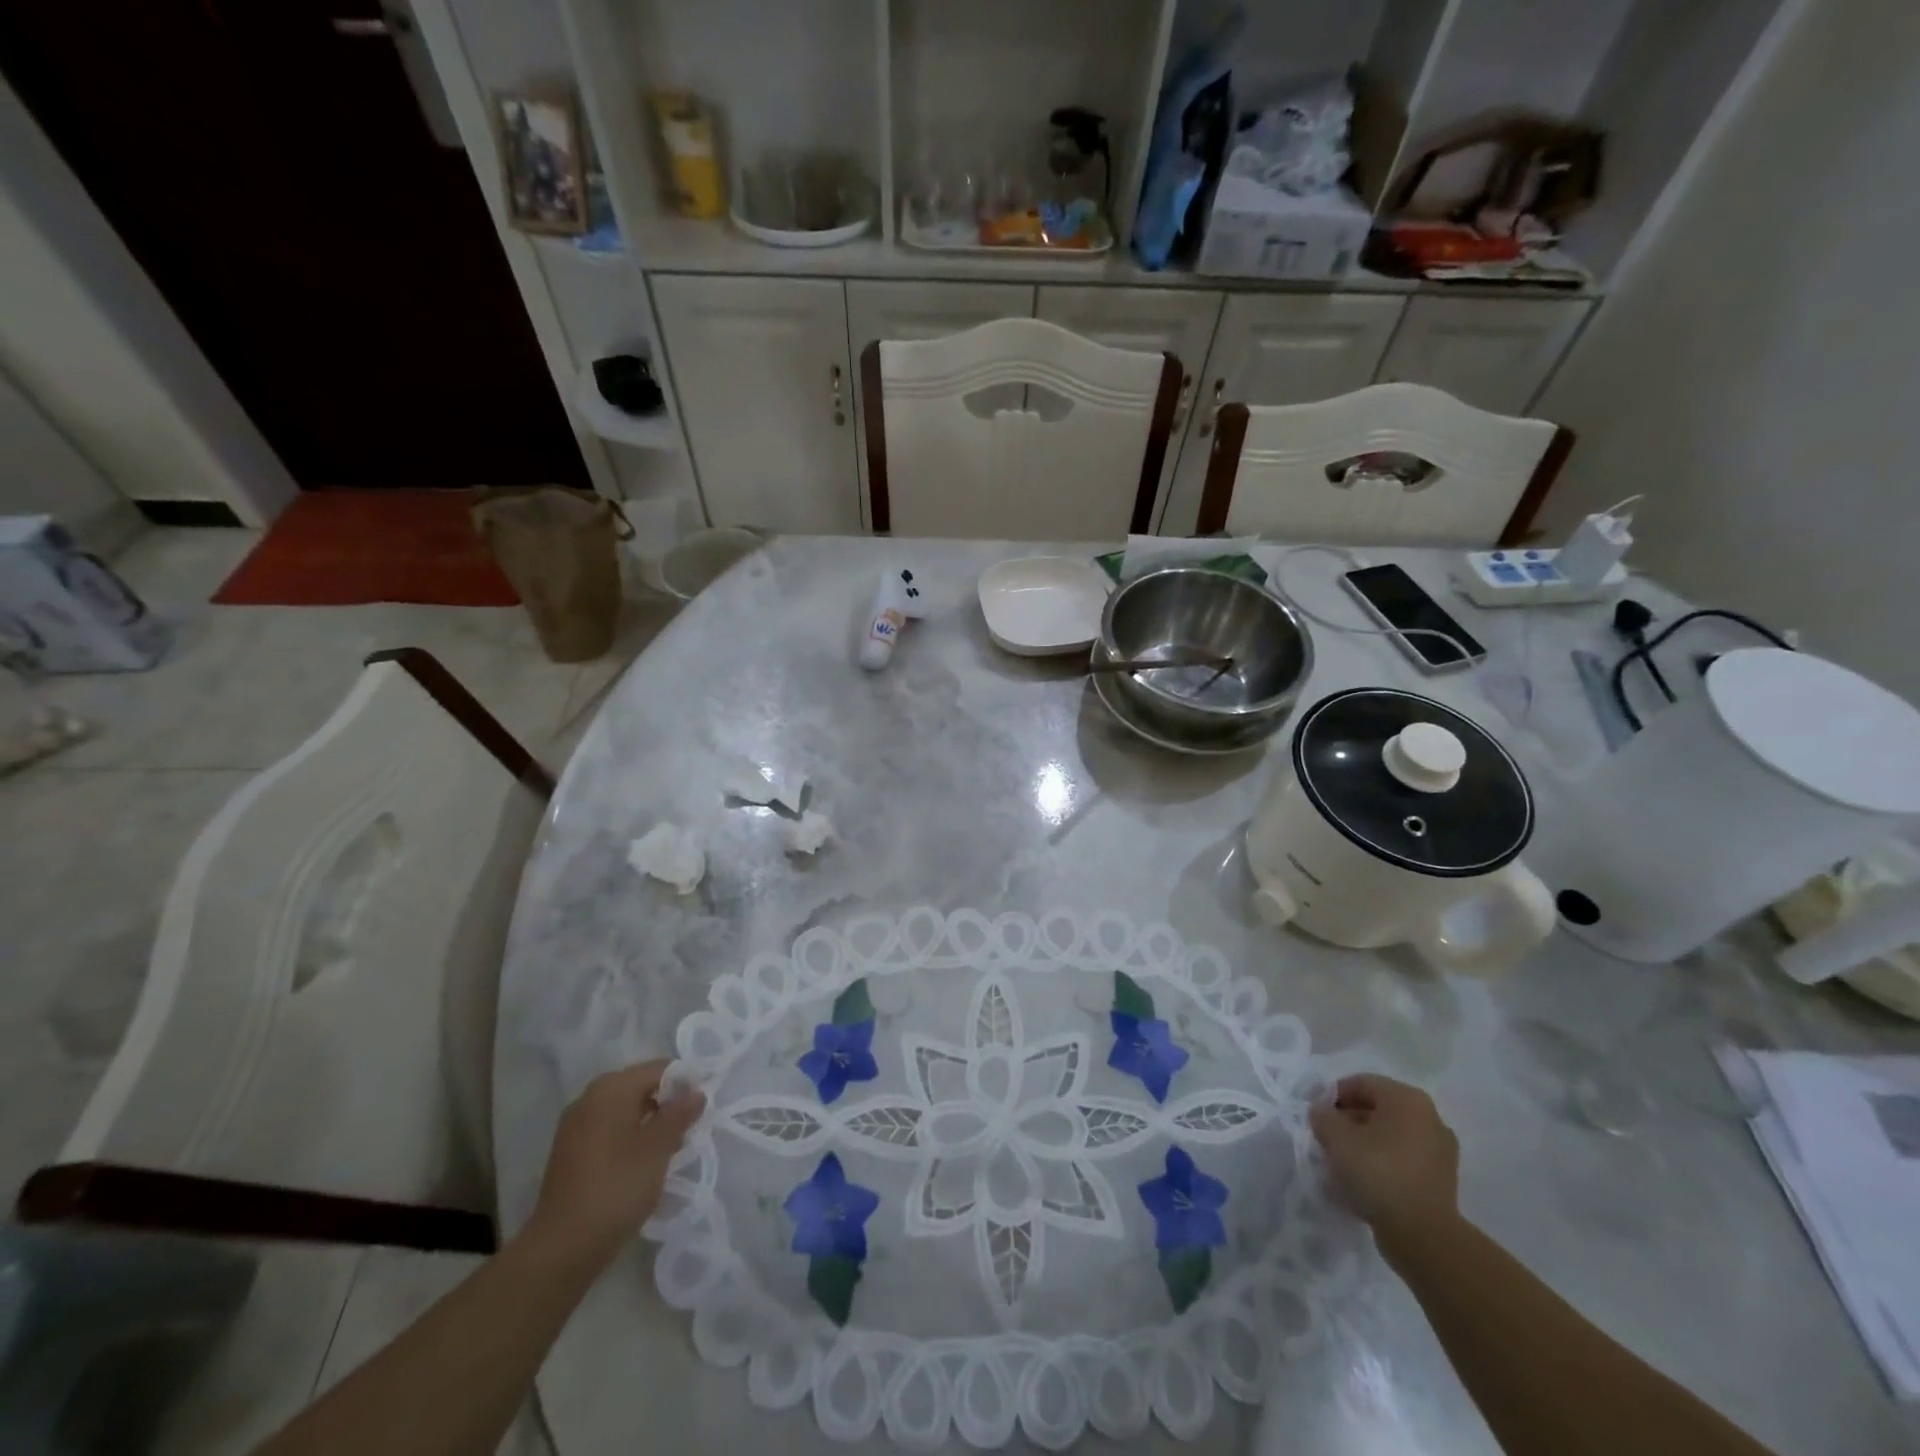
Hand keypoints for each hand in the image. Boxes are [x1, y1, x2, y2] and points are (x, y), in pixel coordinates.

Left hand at [527, 1059, 704, 1269]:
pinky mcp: (572, 1153)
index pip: (659, 1069)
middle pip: (641, 1087)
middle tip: (689, 1130)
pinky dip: (631, 1139)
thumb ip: (680, 1113)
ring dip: (651, 1124)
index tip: (702, 1109)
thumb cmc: (616, 1187)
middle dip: (668, 1105)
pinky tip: (644, 1164)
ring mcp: (576, 1127)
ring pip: (626, 1111)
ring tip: (671, 1150)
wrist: (561, 1248)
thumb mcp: (658, 1147)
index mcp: (610, 1088)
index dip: (685, 1084)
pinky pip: (610, 1131)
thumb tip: (696, 1091)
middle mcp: (589, 1098)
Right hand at [1309, 1074, 1458, 1263]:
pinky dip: (1382, 1163)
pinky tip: (1363, 1181)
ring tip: (1342, 1162)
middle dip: (1348, 1121)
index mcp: (1407, 1099)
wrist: (1423, 1236)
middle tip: (1326, 1138)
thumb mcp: (1336, 1137)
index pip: (1361, 1083)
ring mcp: (1440, 1151)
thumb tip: (1322, 1113)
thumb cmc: (1377, 1172)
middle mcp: (1430, 1118)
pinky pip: (1403, 1160)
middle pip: (1377, 1109)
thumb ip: (1323, 1116)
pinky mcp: (1441, 1180)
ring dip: (1364, 1143)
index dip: (1333, 1096)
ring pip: (1390, 1136)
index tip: (1316, 1116)